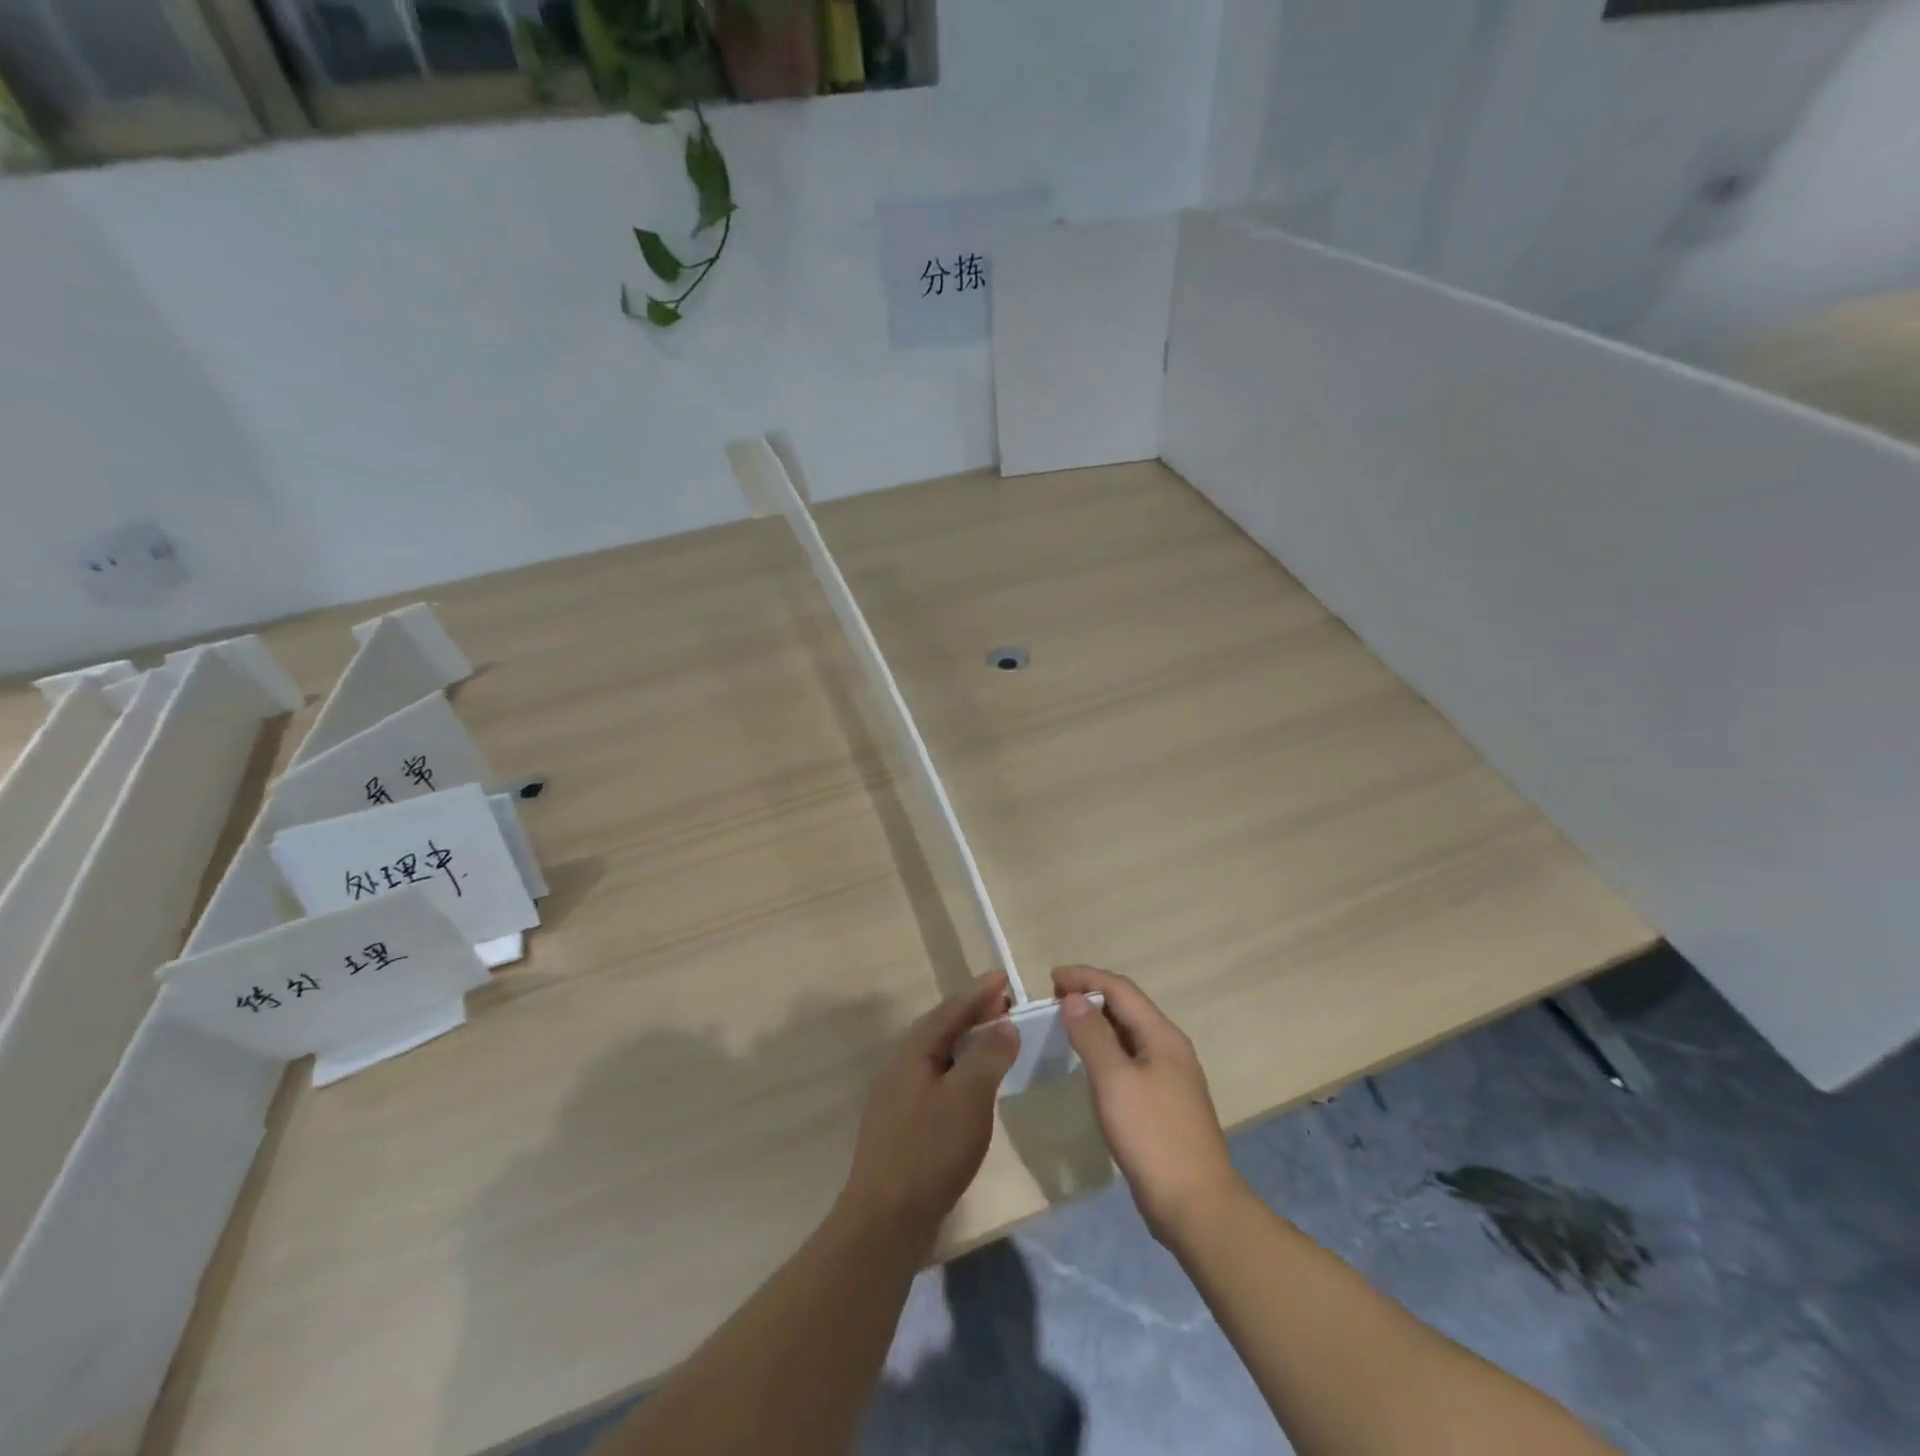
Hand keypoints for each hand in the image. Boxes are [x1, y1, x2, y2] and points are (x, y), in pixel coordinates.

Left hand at [838, 972, 1018, 1248]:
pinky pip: (936, 1081)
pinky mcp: (902, 1127)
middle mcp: (900, 1067)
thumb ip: (988, 1055)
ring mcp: (897, 1098)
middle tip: (1005, 1005)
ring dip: (966, 1042)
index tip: (1003, 977)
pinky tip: (972, 1088)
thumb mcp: (968, 1096)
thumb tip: (1003, 1024)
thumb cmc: (930, 1150)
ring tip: (994, 1041)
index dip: (978, 993)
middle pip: (940, 1029)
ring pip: (937, 1056)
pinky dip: (959, 1071)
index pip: (950, 1010)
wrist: (886, 1220)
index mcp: (913, 1052)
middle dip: (972, 1013)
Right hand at [1053, 965, 1244, 1246]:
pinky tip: (1090, 1065)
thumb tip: (1075, 998)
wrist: (1197, 1206)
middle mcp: (1170, 1048)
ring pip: (1130, 1034)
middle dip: (1091, 996)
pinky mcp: (1165, 1104)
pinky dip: (1107, 1050)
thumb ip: (1092, 1036)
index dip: (1086, 977)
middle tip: (1054, 1000)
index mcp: (1162, 1036)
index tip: (1051, 978)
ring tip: (1066, 1025)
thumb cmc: (1152, 1136)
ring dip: (1098, 1023)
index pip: (1121, 989)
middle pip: (1128, 1007)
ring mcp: (1171, 1077)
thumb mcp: (1115, 1081)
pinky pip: (1131, 1060)